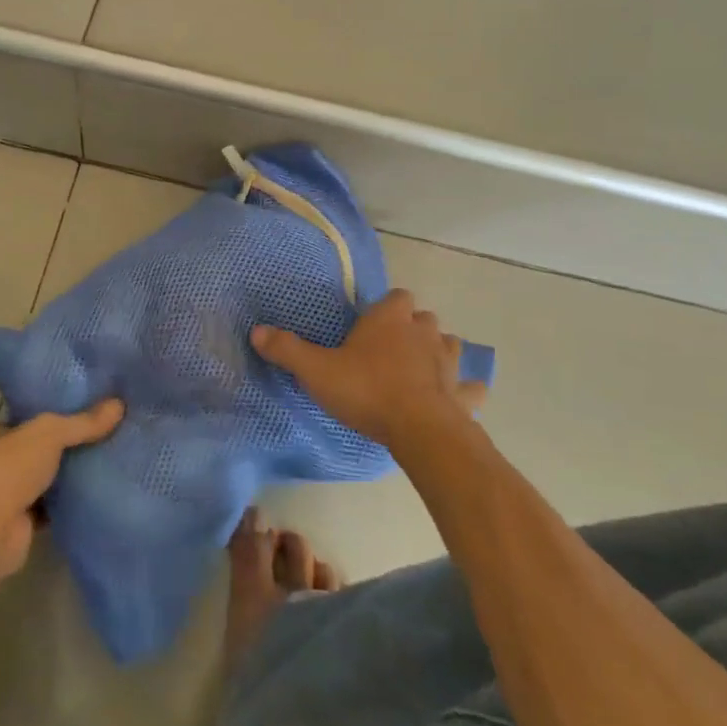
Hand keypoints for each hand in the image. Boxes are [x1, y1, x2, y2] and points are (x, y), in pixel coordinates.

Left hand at [0, 400, 122, 577]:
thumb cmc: (8, 468)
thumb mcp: (50, 433)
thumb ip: (82, 421)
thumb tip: (119, 404)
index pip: (18, 421)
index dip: (44, 418)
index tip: (76, 415)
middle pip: (29, 451)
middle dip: (56, 450)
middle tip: (94, 438)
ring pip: (37, 481)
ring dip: (60, 478)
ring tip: (100, 463)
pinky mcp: (13, 525)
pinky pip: (45, 509)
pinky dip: (63, 504)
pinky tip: (90, 495)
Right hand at [252, 290, 485, 450]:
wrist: (419, 430)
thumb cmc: (366, 390)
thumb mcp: (316, 371)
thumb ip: (287, 350)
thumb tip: (256, 331)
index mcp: (389, 319)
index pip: (396, 296)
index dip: (386, 307)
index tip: (371, 324)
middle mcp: (423, 331)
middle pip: (423, 318)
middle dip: (411, 327)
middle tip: (389, 348)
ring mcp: (448, 361)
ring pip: (449, 344)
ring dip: (437, 351)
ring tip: (420, 368)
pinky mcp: (463, 393)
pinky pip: (470, 387)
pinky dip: (464, 390)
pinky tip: (457, 397)